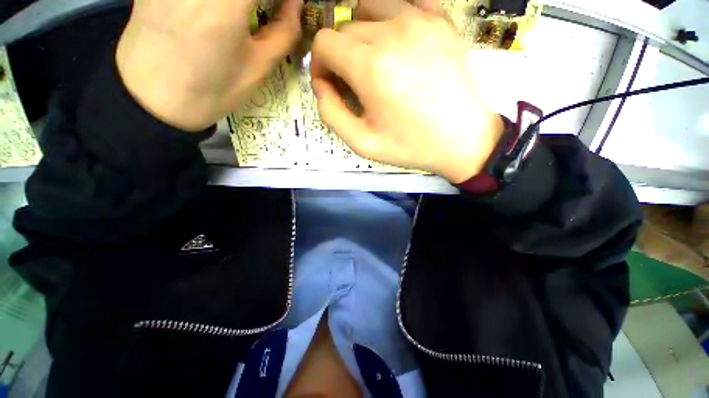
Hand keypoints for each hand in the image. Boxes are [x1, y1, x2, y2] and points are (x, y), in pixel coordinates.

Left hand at [116, 0, 302, 131]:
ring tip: (244, 14)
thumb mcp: (257, 69)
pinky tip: (212, 12)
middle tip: (267, 11)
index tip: (288, 7)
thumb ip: (283, 32)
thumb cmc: (212, 90)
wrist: (152, 99)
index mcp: (226, 3)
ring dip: (242, 2)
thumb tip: (296, 4)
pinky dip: (218, 2)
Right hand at [310, 11, 503, 182]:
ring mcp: (420, 20)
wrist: (462, 139)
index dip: (319, 64)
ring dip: (361, 33)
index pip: (324, 43)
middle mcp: (392, 31)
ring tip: (371, 62)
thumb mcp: (362, 142)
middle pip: (345, 28)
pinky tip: (395, 44)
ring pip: (370, 7)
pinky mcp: (440, 21)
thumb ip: (331, 113)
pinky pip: (404, 2)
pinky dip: (390, 19)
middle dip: (339, 55)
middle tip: (352, 83)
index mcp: (371, 66)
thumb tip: (322, 85)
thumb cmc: (410, 145)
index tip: (330, 85)